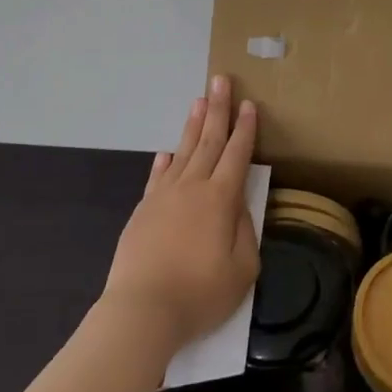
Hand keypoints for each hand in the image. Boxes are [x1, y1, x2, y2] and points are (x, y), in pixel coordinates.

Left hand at [101, 76, 260, 352]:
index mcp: (221, 199)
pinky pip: (157, 177)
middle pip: (208, 140)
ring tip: (199, 101)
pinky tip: (167, 153)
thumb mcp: (242, 269)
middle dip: (218, 109)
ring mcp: (164, 197)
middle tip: (221, 80)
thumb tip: (238, 206)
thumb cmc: (200, 293)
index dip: (245, 129)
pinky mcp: (143, 211)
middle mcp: (193, 187)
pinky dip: (164, 162)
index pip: (237, 154)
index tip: (249, 104)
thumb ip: (245, 231)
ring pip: (182, 152)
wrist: (142, 311)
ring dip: (193, 125)